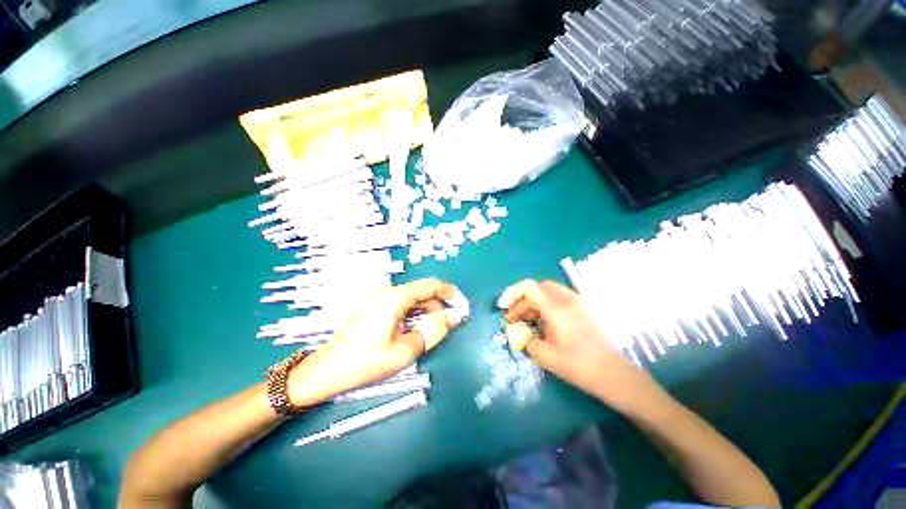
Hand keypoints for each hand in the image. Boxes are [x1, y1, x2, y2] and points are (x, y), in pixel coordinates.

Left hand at [287, 278, 464, 406]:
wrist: (326, 371)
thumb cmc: (366, 362)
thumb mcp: (405, 351)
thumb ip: (433, 330)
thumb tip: (454, 317)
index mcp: (395, 297)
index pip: (431, 285)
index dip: (450, 293)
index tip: (462, 306)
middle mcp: (387, 292)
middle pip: (422, 292)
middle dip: (439, 306)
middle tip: (449, 326)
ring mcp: (379, 298)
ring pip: (412, 299)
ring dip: (426, 312)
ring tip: (432, 333)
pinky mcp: (374, 306)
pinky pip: (401, 305)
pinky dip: (413, 315)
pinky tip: (414, 331)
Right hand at [499, 279, 662, 413]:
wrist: (613, 374)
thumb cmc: (578, 365)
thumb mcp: (544, 355)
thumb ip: (525, 339)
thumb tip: (517, 331)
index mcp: (556, 308)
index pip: (529, 287)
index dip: (512, 293)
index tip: (503, 307)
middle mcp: (566, 300)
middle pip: (537, 288)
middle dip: (521, 301)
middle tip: (513, 318)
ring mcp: (577, 302)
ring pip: (547, 292)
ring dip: (533, 302)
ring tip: (526, 320)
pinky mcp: (582, 308)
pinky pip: (558, 298)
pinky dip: (545, 304)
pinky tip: (543, 321)